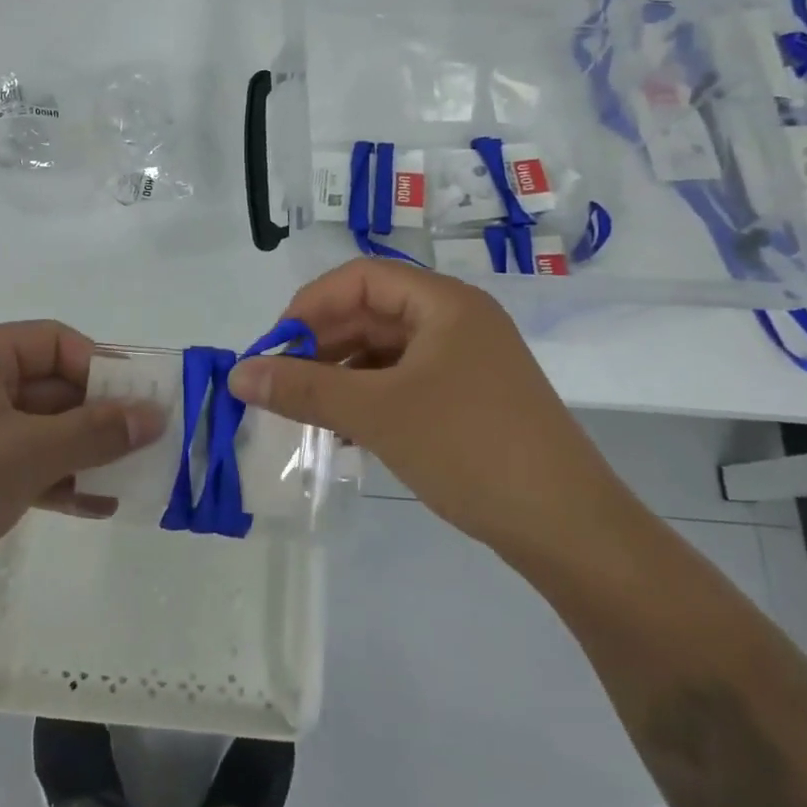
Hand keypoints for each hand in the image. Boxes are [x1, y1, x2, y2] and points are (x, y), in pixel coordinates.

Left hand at [0, 322, 165, 628]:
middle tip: (147, 446)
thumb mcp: (23, 457)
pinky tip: (95, 505)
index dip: (103, 368)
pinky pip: (16, 465)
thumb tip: (154, 414)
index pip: (54, 342)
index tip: (144, 404)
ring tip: (132, 479)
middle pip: (47, 386)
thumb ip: (94, 432)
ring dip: (81, 453)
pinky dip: (53, 480)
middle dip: (97, 417)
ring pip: (35, 431)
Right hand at [227, 260, 633, 568]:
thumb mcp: (377, 414)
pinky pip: (405, 381)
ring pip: (386, 350)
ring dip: (341, 374)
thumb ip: (303, 389)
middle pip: (372, 311)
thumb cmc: (469, 449)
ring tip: (304, 410)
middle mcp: (458, 320)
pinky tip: (342, 429)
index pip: (360, 278)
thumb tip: (238, 374)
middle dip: (321, 343)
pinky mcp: (471, 398)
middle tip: (280, 382)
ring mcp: (468, 361)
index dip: (309, 305)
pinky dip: (369, 397)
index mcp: (444, 303)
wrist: (568, 528)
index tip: (274, 347)